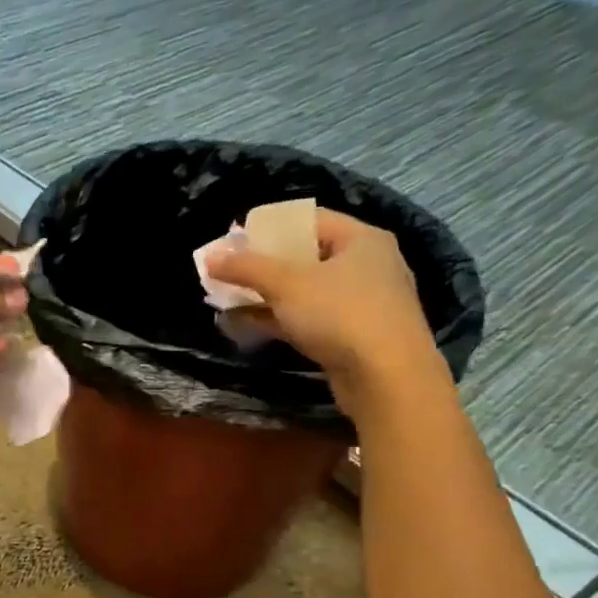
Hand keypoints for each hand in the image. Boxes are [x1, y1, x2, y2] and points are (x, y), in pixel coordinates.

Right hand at [208, 210, 445, 418]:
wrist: (387, 378)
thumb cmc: (340, 314)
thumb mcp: (286, 284)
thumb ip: (246, 268)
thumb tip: (210, 256)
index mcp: (360, 239)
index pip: (308, 219)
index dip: (268, 228)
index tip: (234, 241)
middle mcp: (366, 265)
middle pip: (304, 256)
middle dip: (262, 266)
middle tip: (226, 273)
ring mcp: (361, 303)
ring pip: (304, 291)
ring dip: (266, 296)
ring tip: (227, 302)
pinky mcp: (352, 336)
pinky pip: (309, 318)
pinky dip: (279, 320)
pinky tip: (247, 326)